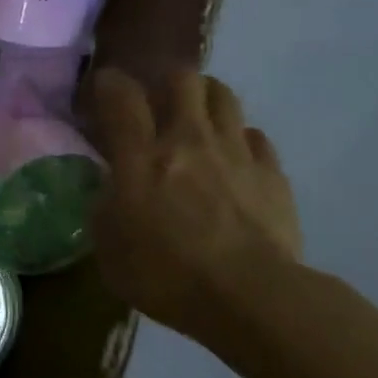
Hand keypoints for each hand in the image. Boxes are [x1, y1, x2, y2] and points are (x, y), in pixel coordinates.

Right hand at [90, 69, 302, 339]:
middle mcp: (188, 140)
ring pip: (224, 96)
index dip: (110, 83)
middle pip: (183, 79)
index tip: (105, 88)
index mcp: (141, 156)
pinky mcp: (272, 174)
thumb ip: (105, 206)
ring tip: (198, 120)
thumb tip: (111, 190)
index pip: (122, 95)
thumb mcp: (109, 246)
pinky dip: (241, 140)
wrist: (251, 298)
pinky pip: (255, 137)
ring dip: (206, 100)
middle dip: (167, 82)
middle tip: (159, 103)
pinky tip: (234, 160)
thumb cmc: (166, 274)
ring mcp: (235, 153)